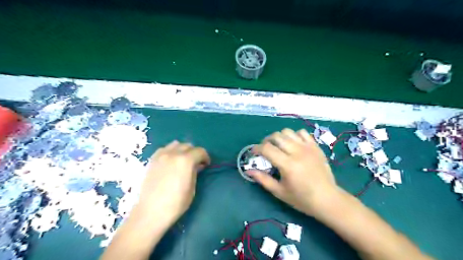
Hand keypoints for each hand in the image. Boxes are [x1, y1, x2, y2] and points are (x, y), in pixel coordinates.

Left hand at [137, 141, 210, 224]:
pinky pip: (164, 149)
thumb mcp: (192, 188)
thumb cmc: (176, 203)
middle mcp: (173, 153)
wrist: (151, 212)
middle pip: (188, 145)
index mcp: (186, 160)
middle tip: (195, 163)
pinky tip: (170, 161)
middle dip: (194, 153)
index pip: (200, 151)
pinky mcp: (152, 160)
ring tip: (182, 160)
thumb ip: (195, 172)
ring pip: (175, 144)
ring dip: (182, 150)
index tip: (206, 164)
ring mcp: (161, 155)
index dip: (205, 157)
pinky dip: (170, 151)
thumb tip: (197, 165)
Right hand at [248, 128, 340, 214]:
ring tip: (278, 146)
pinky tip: (293, 144)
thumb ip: (263, 179)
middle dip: (266, 141)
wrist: (327, 199)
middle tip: (265, 149)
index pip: (267, 148)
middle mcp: (297, 152)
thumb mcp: (279, 192)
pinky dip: (294, 135)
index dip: (257, 148)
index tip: (254, 152)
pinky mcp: (315, 146)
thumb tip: (248, 170)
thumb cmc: (301, 198)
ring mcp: (308, 147)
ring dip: (279, 137)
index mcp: (287, 165)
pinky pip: (302, 132)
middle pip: (276, 136)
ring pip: (288, 132)